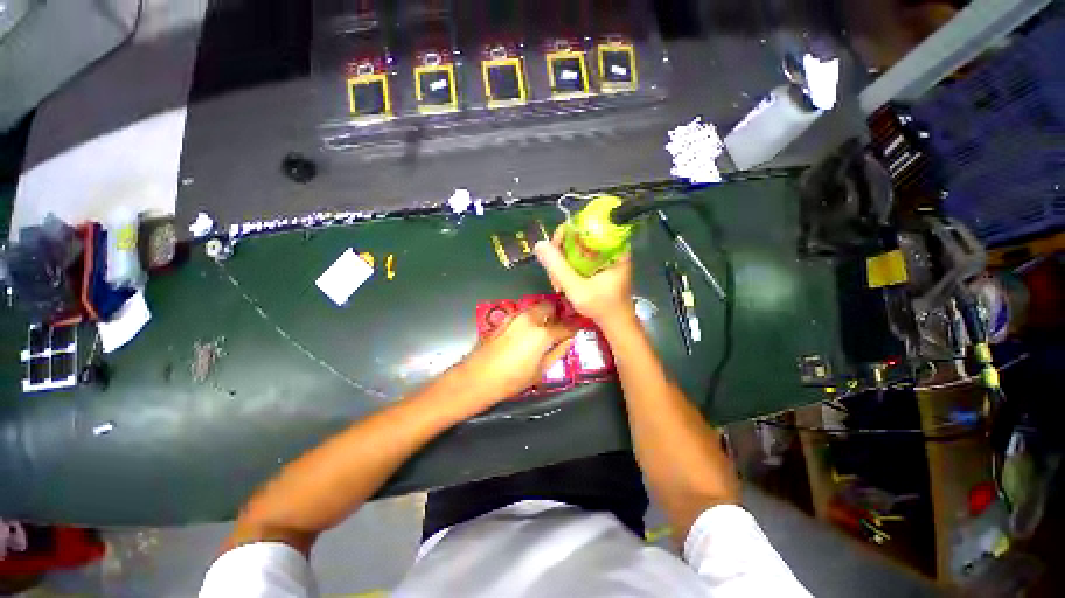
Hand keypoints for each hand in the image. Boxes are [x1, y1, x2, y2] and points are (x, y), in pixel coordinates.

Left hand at [458, 302, 575, 404]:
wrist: (478, 377)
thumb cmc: (512, 380)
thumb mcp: (540, 371)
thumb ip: (557, 352)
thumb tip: (568, 340)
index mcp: (543, 334)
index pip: (565, 326)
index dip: (574, 327)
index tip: (577, 328)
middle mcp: (530, 319)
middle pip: (549, 306)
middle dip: (556, 313)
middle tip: (558, 325)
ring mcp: (515, 316)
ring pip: (535, 306)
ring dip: (542, 313)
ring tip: (543, 327)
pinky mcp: (504, 319)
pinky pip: (522, 312)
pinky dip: (529, 317)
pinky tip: (526, 330)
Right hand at [534, 229, 634, 330]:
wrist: (616, 324)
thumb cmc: (602, 307)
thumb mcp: (577, 288)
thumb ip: (558, 267)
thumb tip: (538, 244)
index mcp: (613, 247)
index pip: (585, 225)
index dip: (565, 234)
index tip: (554, 253)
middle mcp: (610, 247)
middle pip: (578, 237)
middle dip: (561, 254)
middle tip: (555, 275)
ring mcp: (604, 256)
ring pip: (575, 249)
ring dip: (562, 264)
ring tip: (558, 283)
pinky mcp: (599, 265)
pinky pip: (578, 258)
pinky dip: (568, 268)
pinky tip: (562, 283)